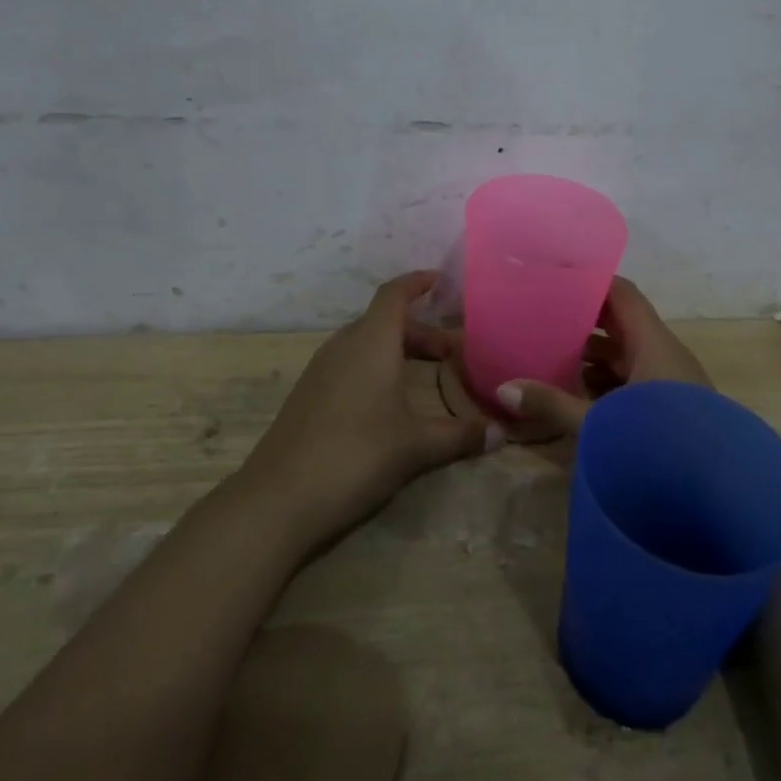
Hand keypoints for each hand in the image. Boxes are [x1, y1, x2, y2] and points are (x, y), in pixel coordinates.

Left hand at [240, 271, 501, 548]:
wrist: (279, 499)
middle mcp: (343, 346)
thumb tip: (501, 433)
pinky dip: (375, 368)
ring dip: (396, 350)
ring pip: (365, 344)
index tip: (441, 280)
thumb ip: (459, 435)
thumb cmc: (356, 455)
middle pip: (383, 321)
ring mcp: (320, 370)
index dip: (417, 283)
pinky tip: (389, 401)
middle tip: (452, 351)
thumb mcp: (416, 446)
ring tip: (425, 373)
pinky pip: (349, 364)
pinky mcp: (308, 396)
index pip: (394, 294)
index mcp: (370, 342)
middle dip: (419, 330)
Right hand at [498, 277, 708, 433]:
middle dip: (585, 321)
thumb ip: (552, 404)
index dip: (591, 283)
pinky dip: (609, 381)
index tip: (556, 280)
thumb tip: (503, 389)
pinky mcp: (673, 410)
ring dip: (595, 356)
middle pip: (622, 324)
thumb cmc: (657, 444)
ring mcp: (672, 384)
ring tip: (554, 355)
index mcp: (654, 344)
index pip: (622, 295)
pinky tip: (582, 395)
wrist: (720, 499)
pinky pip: (637, 381)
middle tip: (544, 316)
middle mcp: (666, 355)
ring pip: (629, 355)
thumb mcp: (599, 423)